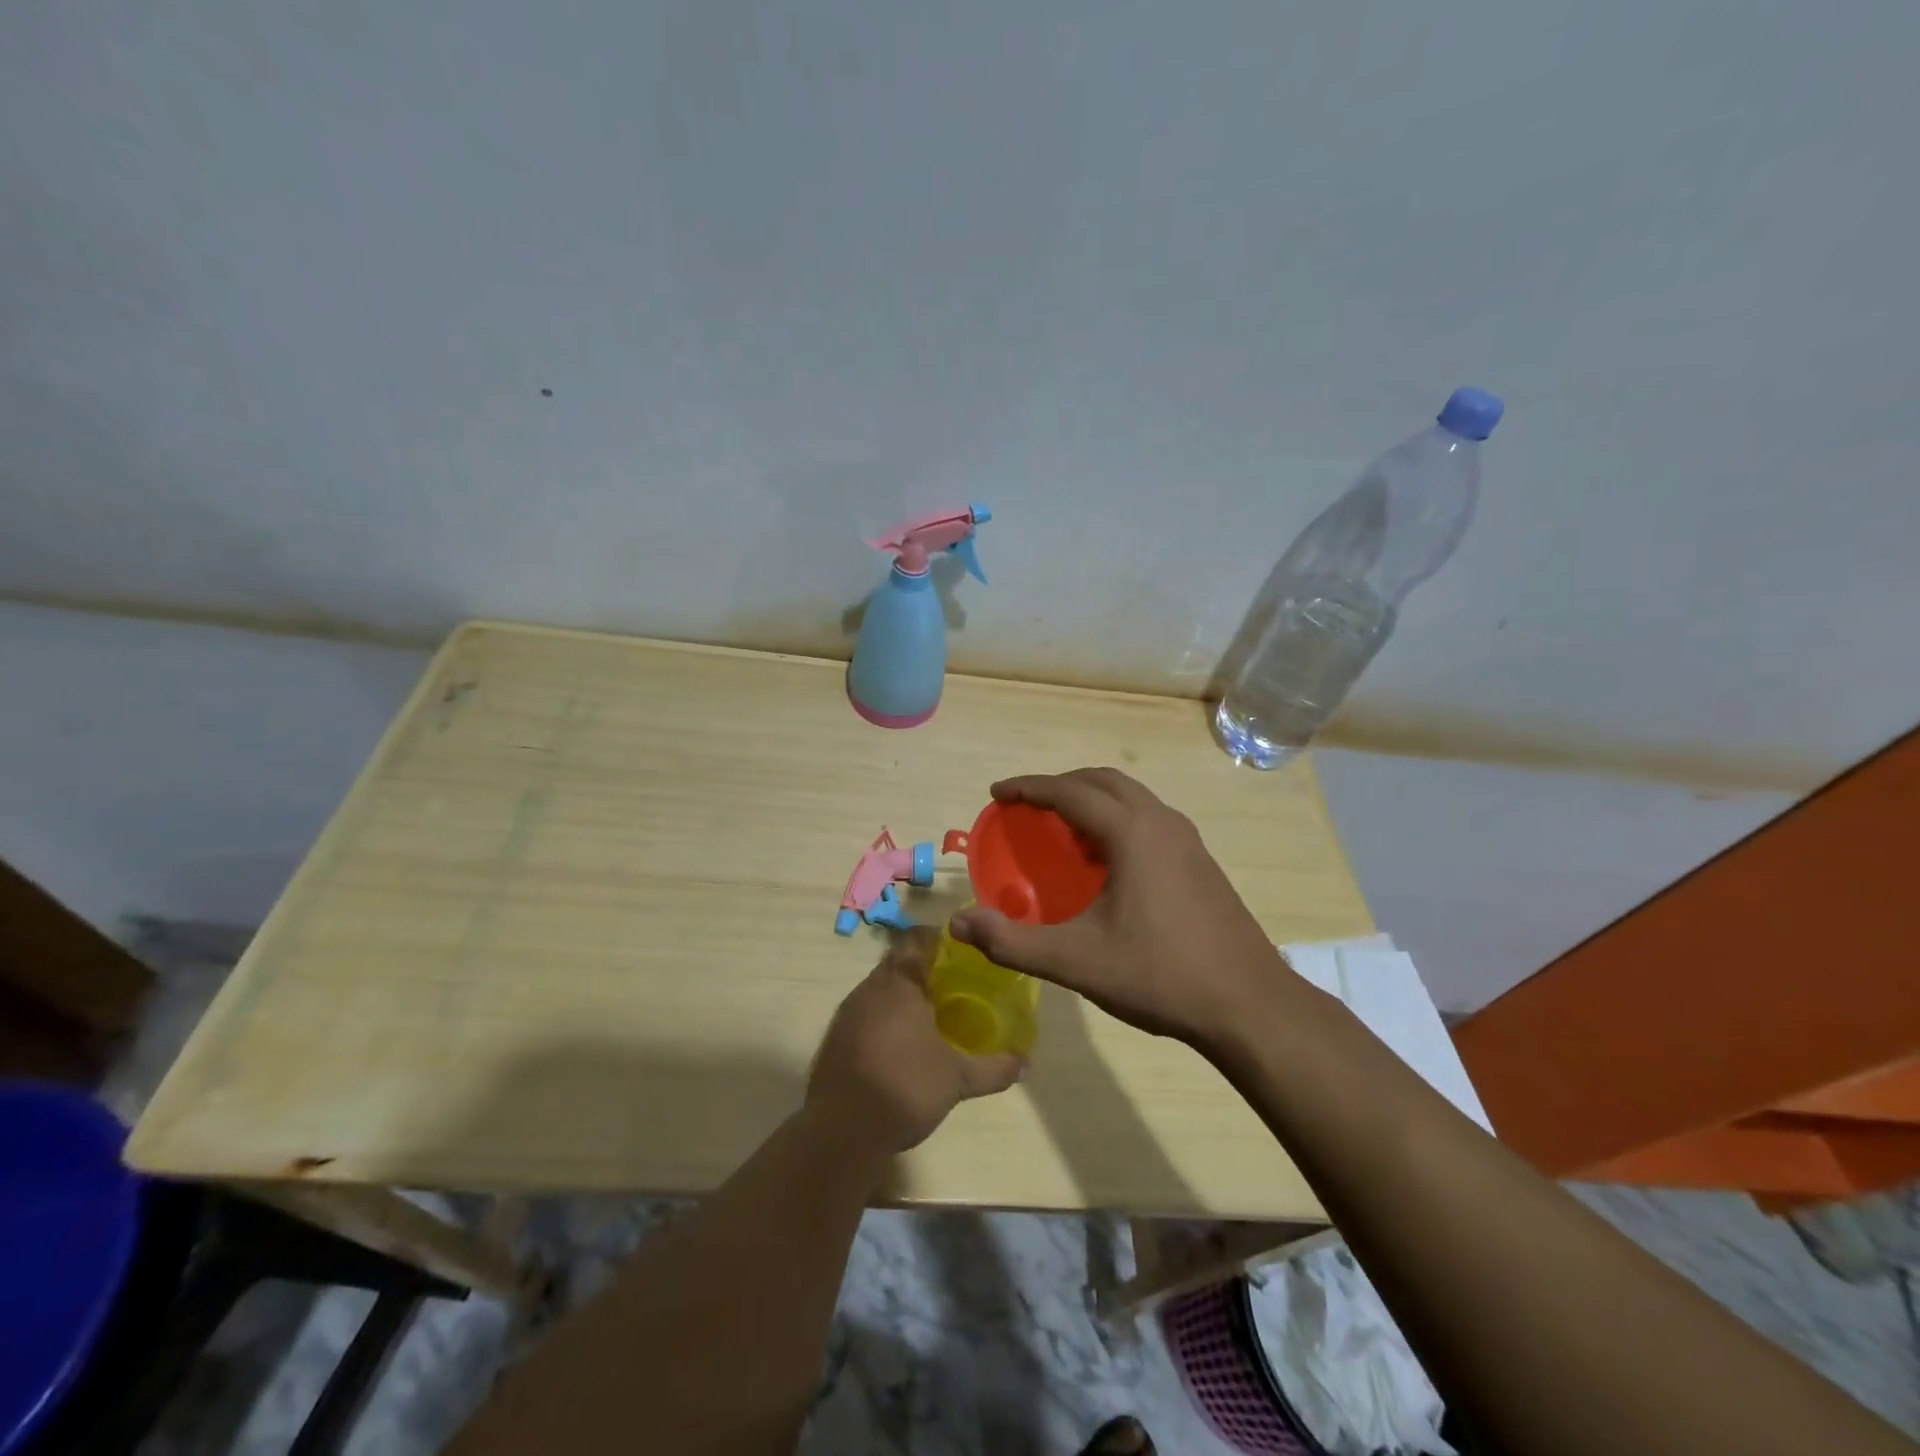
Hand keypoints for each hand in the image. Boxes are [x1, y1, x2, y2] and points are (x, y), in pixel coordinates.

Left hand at [807, 927, 1025, 1154]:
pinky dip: (885, 1019)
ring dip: (903, 996)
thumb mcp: (958, 1080)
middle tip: (954, 987)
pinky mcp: (836, 1038)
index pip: (917, 939)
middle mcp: (870, 988)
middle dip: (925, 971)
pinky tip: (902, 1045)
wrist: (841, 1131)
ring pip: (881, 989)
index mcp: (899, 982)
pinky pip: (866, 1013)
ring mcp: (848, 1012)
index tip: (962, 953)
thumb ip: (994, 1068)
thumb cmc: (905, 1088)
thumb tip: (1027, 1064)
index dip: (939, 940)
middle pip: (898, 963)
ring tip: (932, 1016)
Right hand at [950, 768, 1293, 1046]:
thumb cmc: (1159, 975)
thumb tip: (958, 923)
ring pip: (1131, 798)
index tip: (998, 793)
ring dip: (1092, 799)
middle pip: (1103, 781)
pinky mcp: (1201, 861)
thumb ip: (1012, 941)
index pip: (1070, 792)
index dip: (1029, 788)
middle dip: (1061, 785)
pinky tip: (1105, 862)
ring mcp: (1188, 840)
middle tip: (1027, 806)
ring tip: (1062, 828)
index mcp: (1132, 832)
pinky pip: (1149, 819)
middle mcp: (1162, 822)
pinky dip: (1117, 819)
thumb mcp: (1076, 961)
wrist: (1249, 1005)